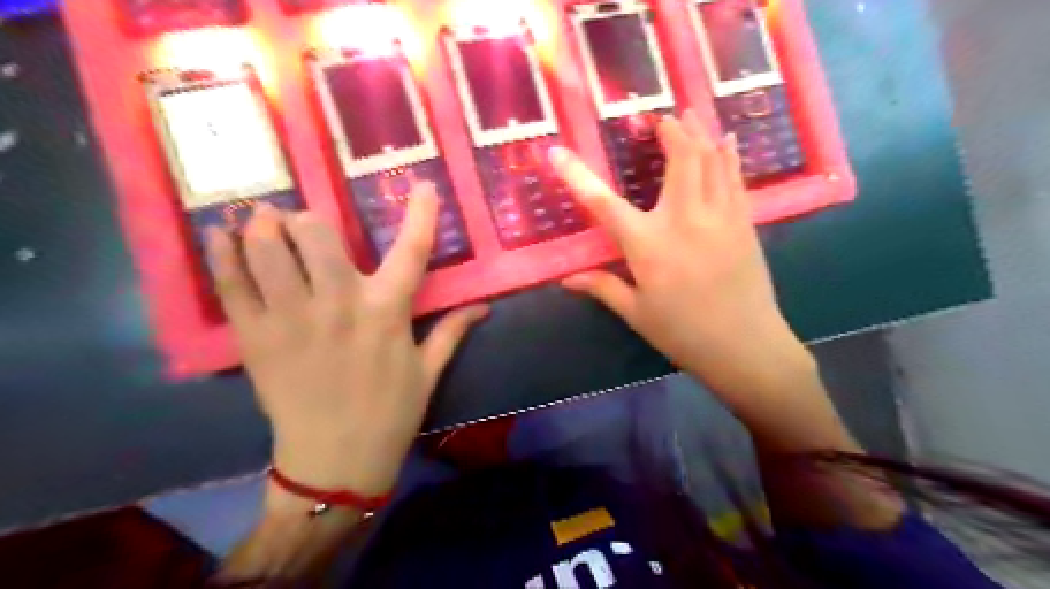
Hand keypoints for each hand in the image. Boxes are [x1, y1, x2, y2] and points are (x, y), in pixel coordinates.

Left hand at [208, 184, 489, 500]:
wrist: (336, 462)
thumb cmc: (391, 414)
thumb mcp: (429, 371)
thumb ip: (453, 331)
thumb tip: (484, 306)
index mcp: (387, 312)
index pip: (411, 250)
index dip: (420, 214)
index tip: (422, 185)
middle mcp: (340, 305)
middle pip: (316, 235)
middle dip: (309, 219)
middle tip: (303, 223)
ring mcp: (292, 319)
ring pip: (267, 250)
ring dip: (263, 226)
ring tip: (263, 222)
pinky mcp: (255, 339)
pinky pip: (231, 286)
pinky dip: (221, 255)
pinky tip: (221, 238)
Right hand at [553, 107, 813, 403]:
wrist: (744, 346)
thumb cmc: (682, 332)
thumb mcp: (636, 313)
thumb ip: (602, 287)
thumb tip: (566, 279)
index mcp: (647, 245)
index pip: (602, 204)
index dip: (576, 176)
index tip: (557, 153)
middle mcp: (683, 219)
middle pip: (679, 159)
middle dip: (671, 131)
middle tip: (662, 118)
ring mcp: (719, 217)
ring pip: (712, 161)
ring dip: (700, 133)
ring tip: (690, 114)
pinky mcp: (744, 223)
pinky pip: (735, 178)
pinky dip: (728, 155)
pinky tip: (726, 141)